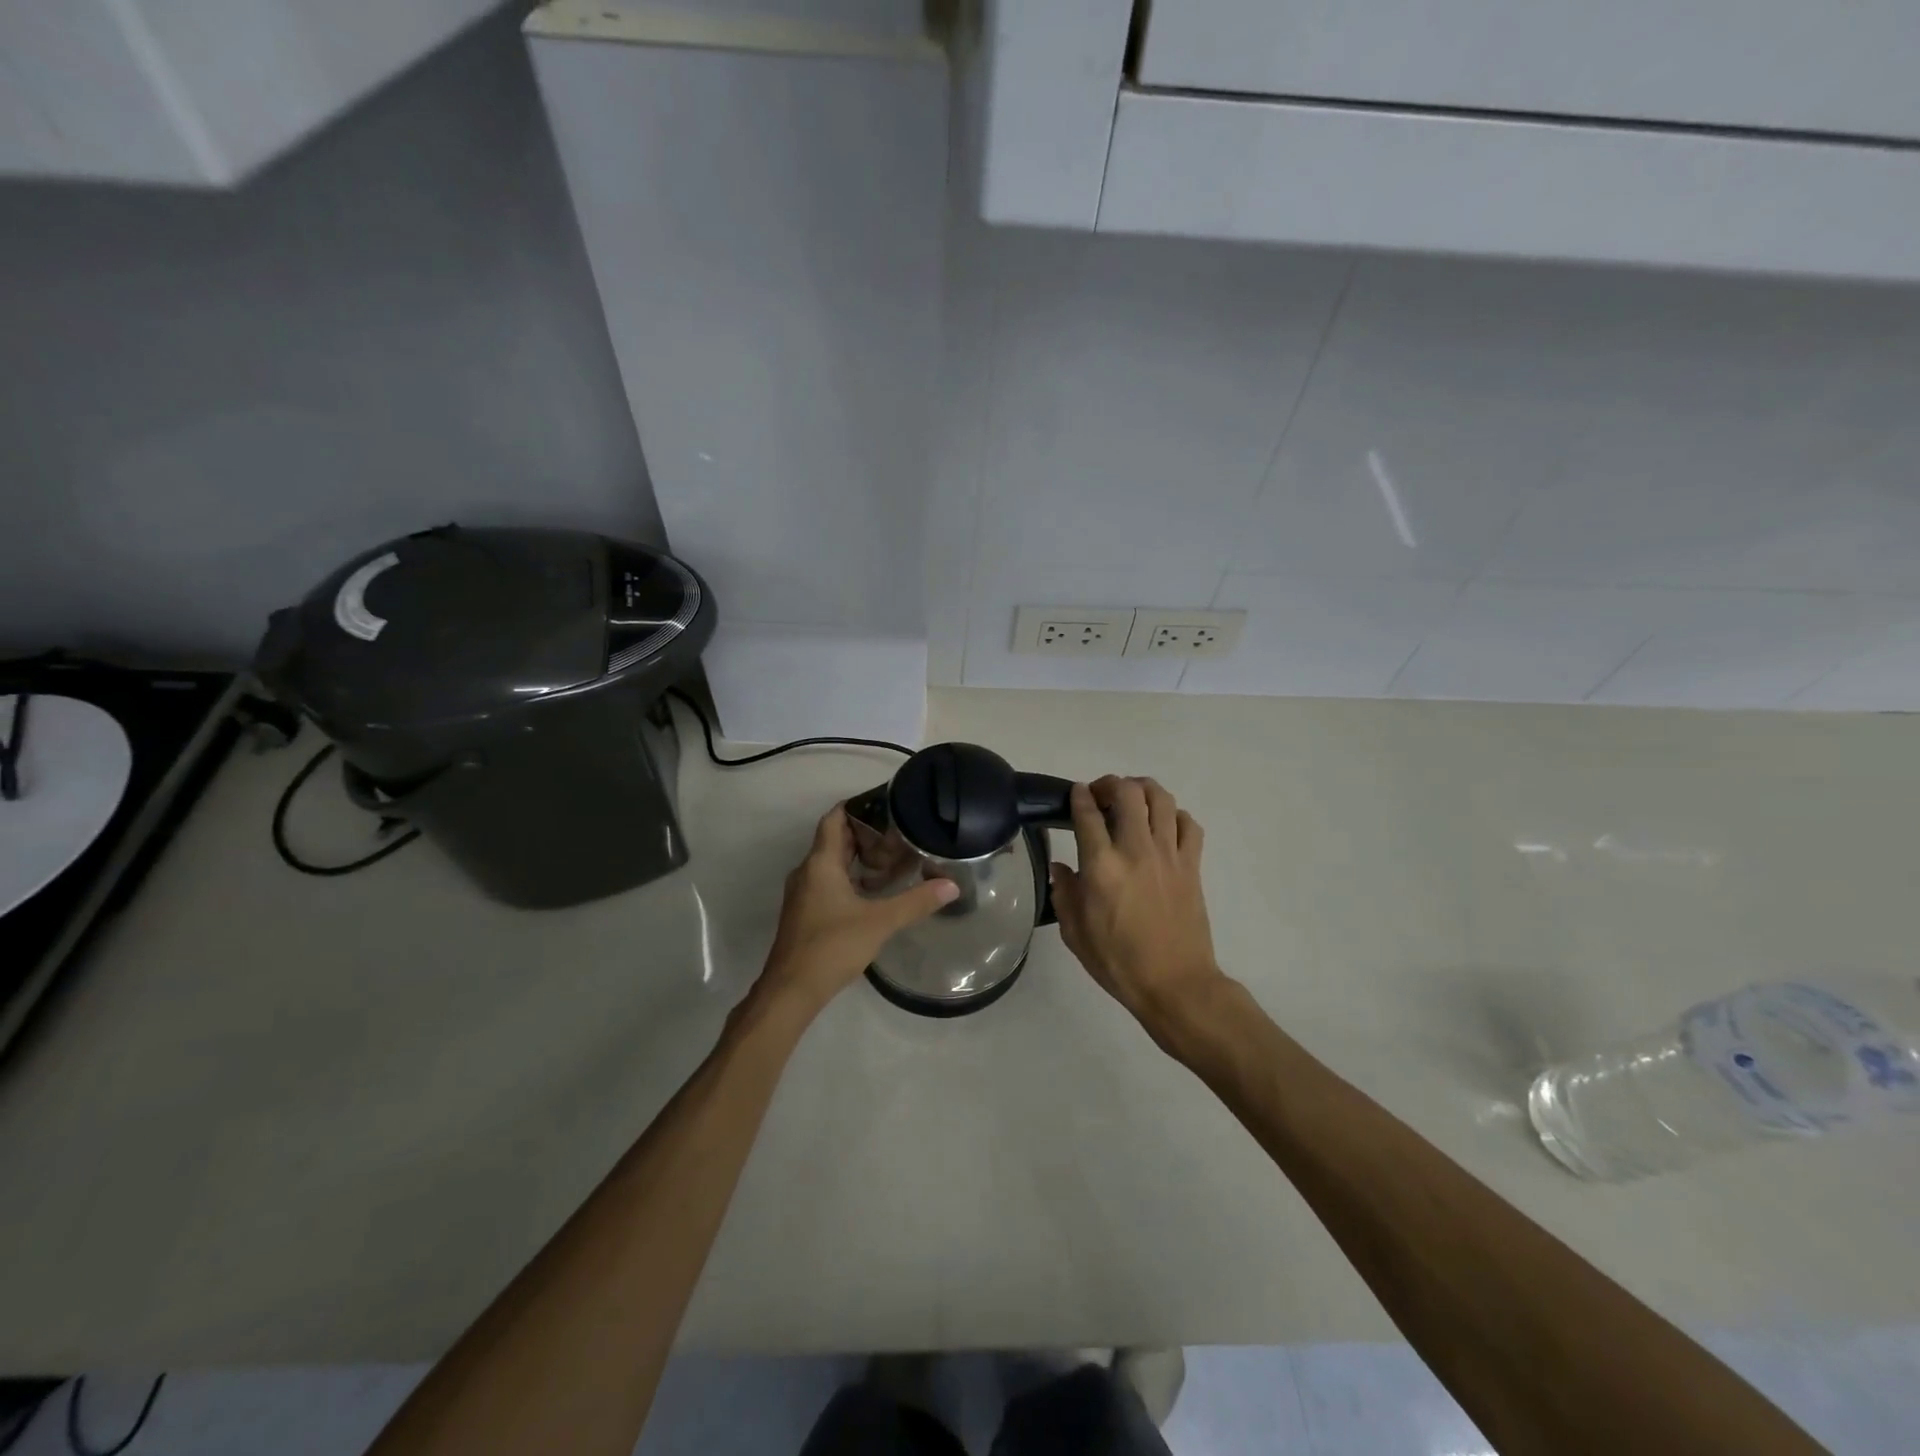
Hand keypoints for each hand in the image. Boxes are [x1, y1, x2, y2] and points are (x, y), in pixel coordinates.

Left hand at [757, 804, 957, 1014]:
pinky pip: (828, 882)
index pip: (834, 819)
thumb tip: (952, 885)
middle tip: (898, 830)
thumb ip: (916, 902)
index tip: (884, 802)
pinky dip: (850, 878)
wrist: (791, 991)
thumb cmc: (832, 946)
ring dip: (857, 857)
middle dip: (864, 833)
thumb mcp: (880, 922)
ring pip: (831, 863)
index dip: (856, 806)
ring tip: (892, 857)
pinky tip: (874, 891)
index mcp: (820, 863)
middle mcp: (807, 872)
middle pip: (834, 840)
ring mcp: (803, 894)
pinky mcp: (805, 913)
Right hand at [1049, 776, 1223, 1030]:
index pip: (1087, 814)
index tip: (1076, 793)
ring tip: (1133, 798)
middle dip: (1111, 784)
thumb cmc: (1118, 962)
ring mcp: (1168, 855)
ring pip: (1161, 799)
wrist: (1175, 984)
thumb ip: (1064, 894)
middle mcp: (1135, 850)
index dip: (1079, 796)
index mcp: (1101, 866)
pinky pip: (1189, 824)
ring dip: (1143, 789)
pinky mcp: (1192, 865)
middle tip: (1101, 794)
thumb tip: (1061, 868)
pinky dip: (1175, 815)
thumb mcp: (1075, 933)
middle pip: (1128, 793)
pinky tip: (1164, 825)